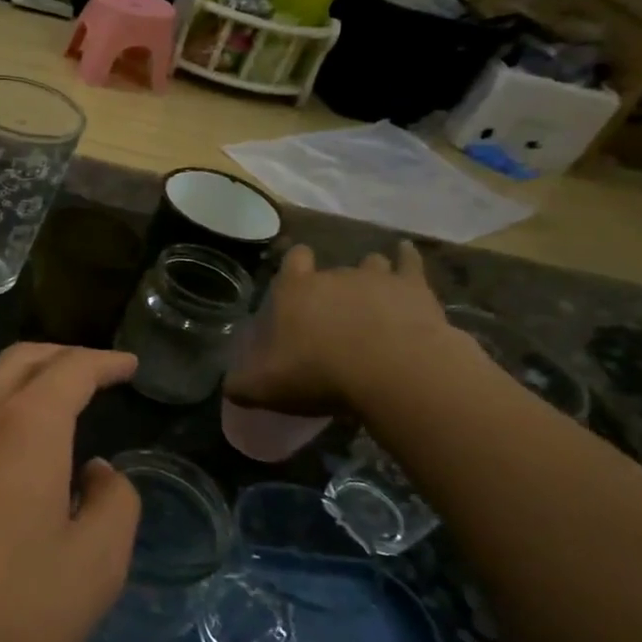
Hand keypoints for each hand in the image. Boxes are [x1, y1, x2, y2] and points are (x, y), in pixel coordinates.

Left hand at [0, 345, 141, 641]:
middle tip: (93, 370)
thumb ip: (114, 505)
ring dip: (18, 376)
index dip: (105, 362)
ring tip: (42, 399)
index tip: (128, 364)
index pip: (72, 370)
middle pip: (21, 360)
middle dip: (62, 356)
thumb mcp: (94, 568)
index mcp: (26, 426)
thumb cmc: (4, 611)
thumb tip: (96, 471)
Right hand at [224, 242, 459, 417]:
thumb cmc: (320, 374)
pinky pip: (409, 261)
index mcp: (295, 291)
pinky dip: (406, 257)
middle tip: (333, 316)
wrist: (393, 371)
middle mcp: (333, 275)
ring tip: (371, 295)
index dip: (293, 267)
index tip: (295, 282)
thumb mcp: (266, 388)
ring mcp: (376, 277)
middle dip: (332, 287)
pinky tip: (405, 253)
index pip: (291, 262)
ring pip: (370, 264)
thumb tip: (227, 386)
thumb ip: (242, 384)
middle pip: (331, 270)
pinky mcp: (414, 287)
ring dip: (369, 275)